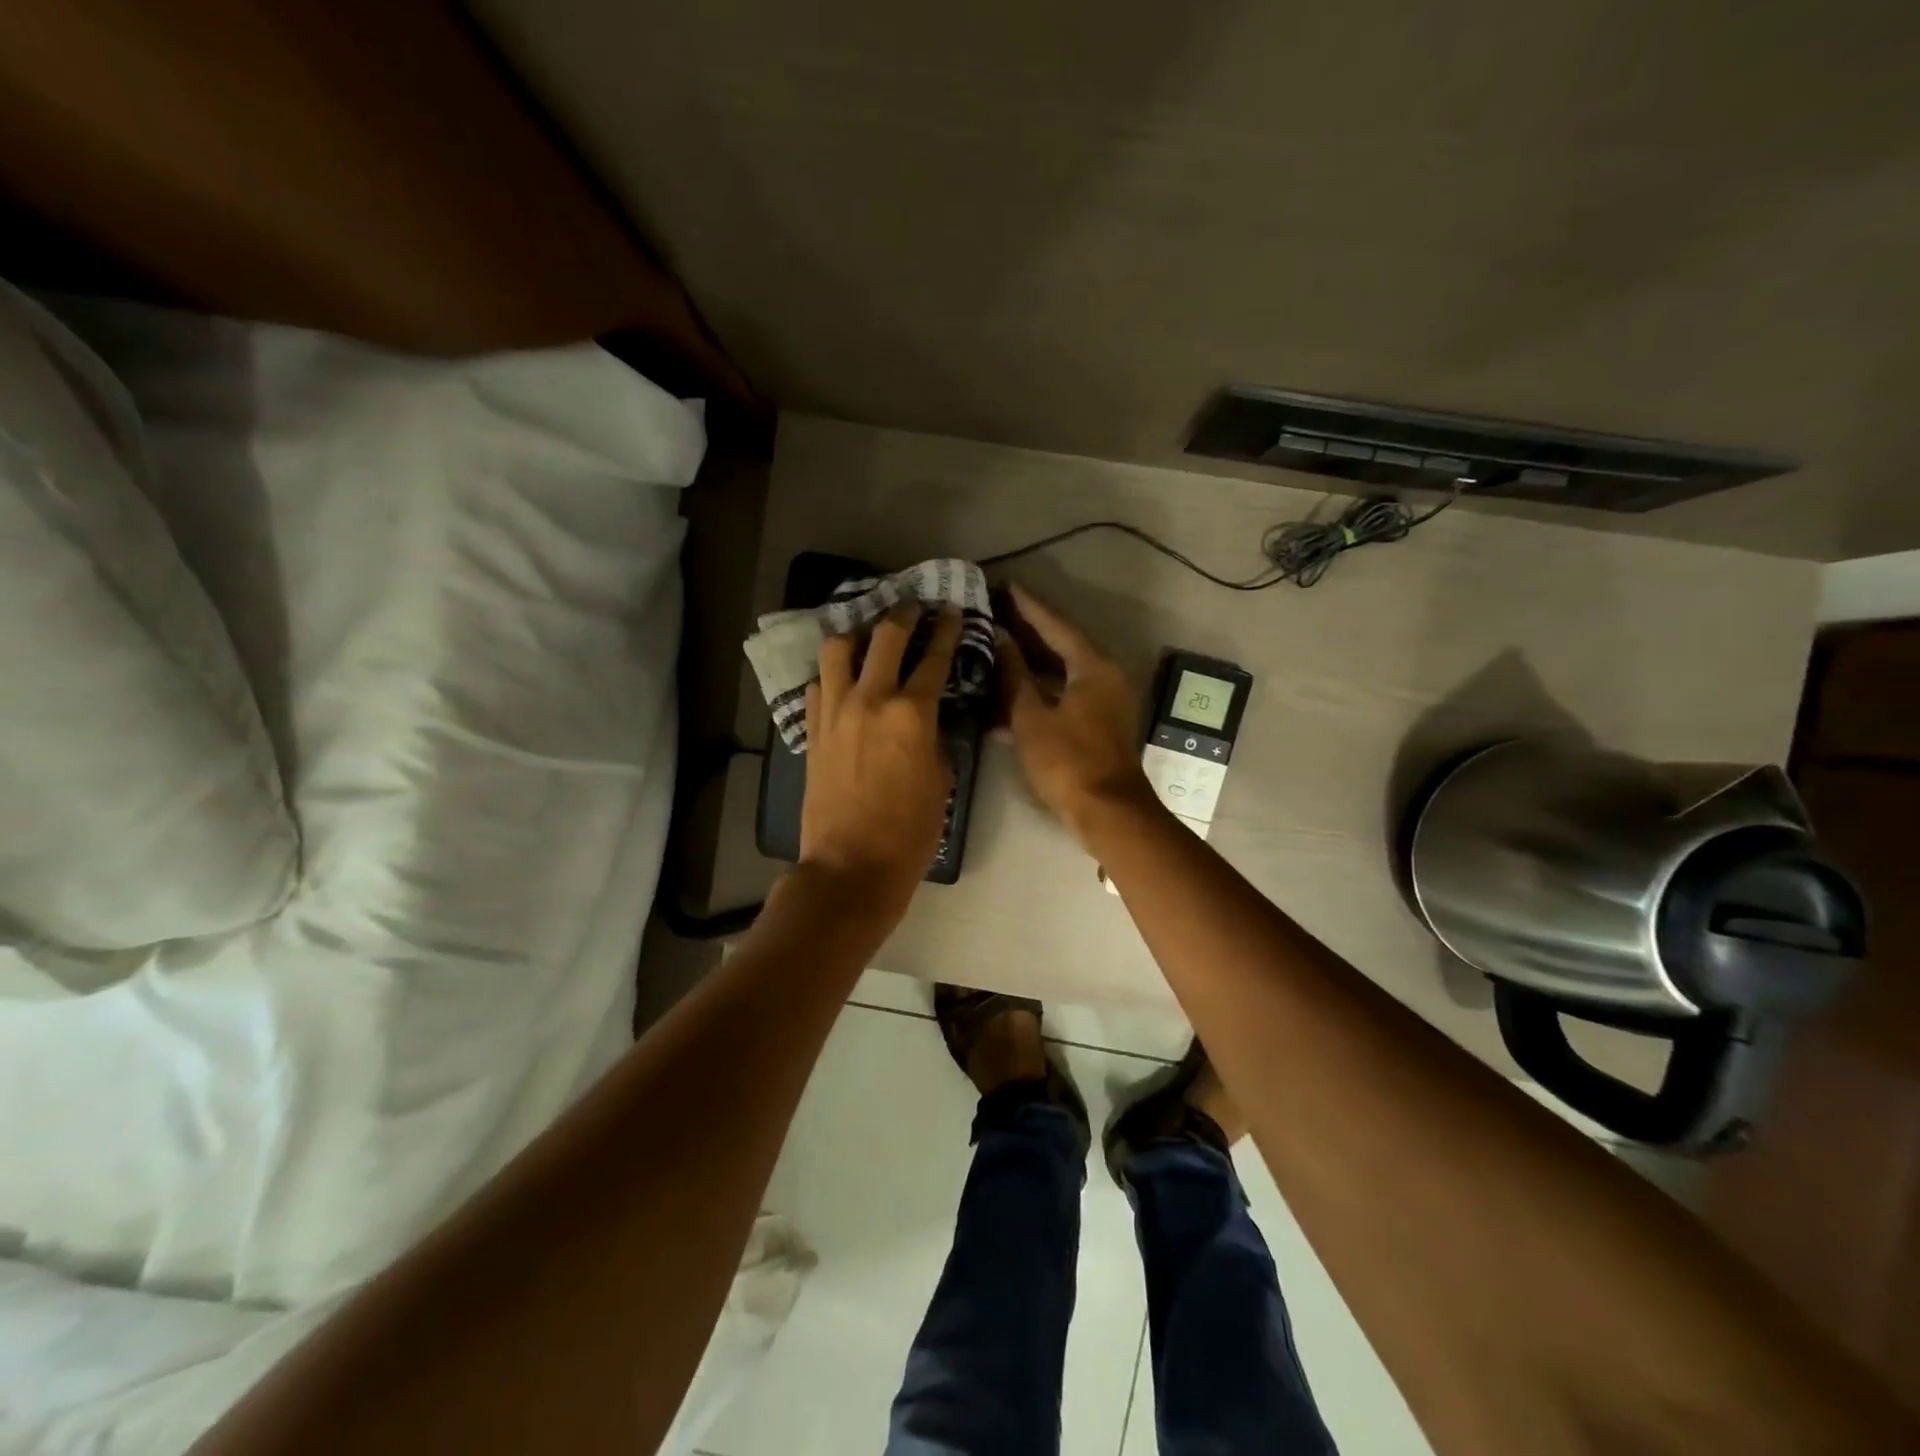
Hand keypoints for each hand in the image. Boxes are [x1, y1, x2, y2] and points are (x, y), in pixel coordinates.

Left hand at [800, 605, 963, 912]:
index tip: (950, 611)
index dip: (945, 630)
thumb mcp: (940, 781)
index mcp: (910, 713)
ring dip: (856, 634)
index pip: (933, 658)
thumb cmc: (909, 832)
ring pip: (837, 650)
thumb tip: (926, 720)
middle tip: (913, 607)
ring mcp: (834, 713)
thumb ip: (934, 738)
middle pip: (884, 638)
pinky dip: (832, 676)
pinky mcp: (812, 732)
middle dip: (903, 615)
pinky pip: (818, 687)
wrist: (851, 867)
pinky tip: (841, 681)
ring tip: (867, 635)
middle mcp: (869, 700)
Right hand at [997, 583, 1152, 843]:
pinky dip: (1039, 695)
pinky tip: (1008, 700)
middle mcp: (1104, 677)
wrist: (1107, 812)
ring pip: (1061, 675)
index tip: (1006, 586)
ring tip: (996, 651)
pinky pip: (1064, 698)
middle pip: (1061, 647)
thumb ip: (1014, 675)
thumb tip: (999, 639)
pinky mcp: (1098, 725)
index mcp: (1092, 667)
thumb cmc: (1067, 760)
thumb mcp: (1031, 716)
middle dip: (1028, 633)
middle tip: (996, 615)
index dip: (1028, 606)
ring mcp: (1104, 702)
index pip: (1056, 625)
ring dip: (1030, 667)